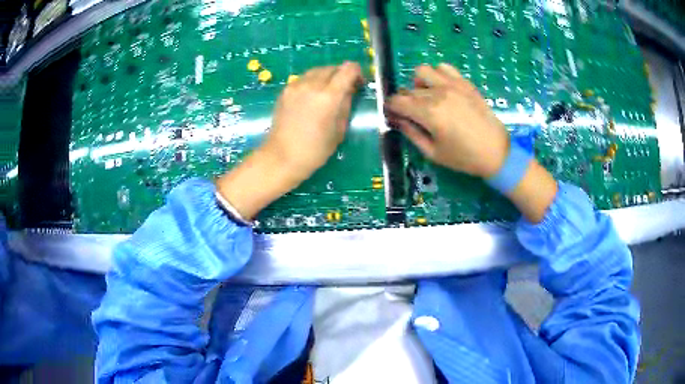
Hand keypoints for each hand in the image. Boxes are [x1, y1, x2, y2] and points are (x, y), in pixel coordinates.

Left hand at [262, 61, 363, 179]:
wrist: (282, 157)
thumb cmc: (315, 150)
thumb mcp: (339, 130)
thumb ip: (346, 105)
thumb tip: (349, 91)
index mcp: (329, 96)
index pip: (349, 69)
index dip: (357, 72)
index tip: (359, 83)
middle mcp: (312, 85)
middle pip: (332, 68)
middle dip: (342, 75)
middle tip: (344, 89)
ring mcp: (296, 86)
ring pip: (317, 71)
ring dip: (326, 77)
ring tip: (328, 93)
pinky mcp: (285, 91)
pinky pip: (303, 79)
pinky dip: (312, 83)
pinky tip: (312, 98)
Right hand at [386, 63, 508, 177]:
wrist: (496, 152)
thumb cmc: (464, 157)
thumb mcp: (433, 152)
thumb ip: (411, 133)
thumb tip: (396, 120)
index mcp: (429, 113)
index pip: (397, 101)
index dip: (390, 108)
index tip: (393, 115)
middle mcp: (438, 93)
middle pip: (409, 89)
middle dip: (404, 101)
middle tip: (411, 114)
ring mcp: (453, 85)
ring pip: (423, 71)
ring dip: (419, 83)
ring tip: (427, 96)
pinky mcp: (464, 83)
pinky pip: (444, 67)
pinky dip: (438, 74)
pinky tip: (443, 88)